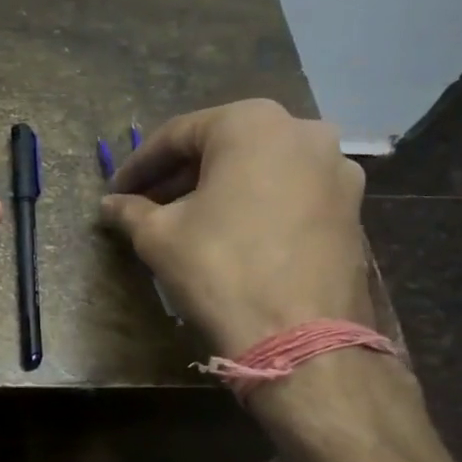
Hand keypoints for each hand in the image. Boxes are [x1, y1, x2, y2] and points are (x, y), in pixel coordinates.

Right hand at [99, 99, 368, 356]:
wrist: (300, 338)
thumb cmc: (220, 268)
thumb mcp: (159, 235)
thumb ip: (130, 210)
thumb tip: (110, 205)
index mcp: (251, 123)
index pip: (178, 135)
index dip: (139, 164)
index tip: (116, 190)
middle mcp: (302, 131)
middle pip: (222, 146)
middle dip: (179, 175)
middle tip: (145, 203)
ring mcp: (336, 168)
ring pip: (258, 167)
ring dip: (217, 188)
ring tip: (184, 219)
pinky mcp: (352, 206)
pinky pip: (288, 191)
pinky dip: (254, 202)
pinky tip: (228, 232)